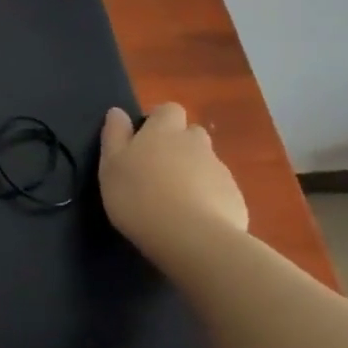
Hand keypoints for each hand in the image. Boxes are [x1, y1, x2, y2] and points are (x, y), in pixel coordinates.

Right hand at [98, 103, 248, 267]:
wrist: (192, 238)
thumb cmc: (139, 197)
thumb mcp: (111, 165)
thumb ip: (114, 135)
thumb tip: (117, 112)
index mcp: (163, 131)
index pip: (168, 109)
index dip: (159, 120)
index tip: (145, 138)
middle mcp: (195, 143)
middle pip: (191, 134)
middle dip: (180, 145)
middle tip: (159, 170)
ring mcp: (219, 170)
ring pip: (206, 163)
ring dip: (194, 173)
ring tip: (176, 200)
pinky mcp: (235, 198)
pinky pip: (219, 190)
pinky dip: (209, 198)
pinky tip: (194, 220)